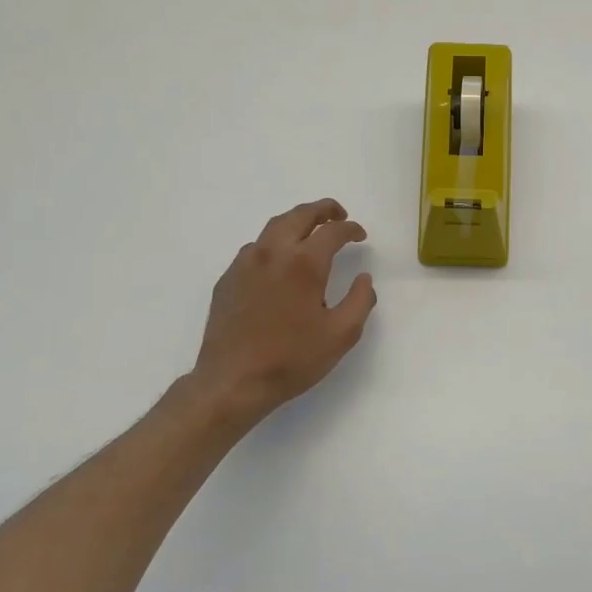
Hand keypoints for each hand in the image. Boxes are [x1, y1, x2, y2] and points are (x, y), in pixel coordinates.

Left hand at [183, 199, 376, 428]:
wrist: (232, 381)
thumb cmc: (291, 359)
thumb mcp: (341, 335)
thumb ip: (360, 301)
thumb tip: (364, 278)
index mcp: (304, 264)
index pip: (332, 231)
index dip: (350, 229)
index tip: (360, 234)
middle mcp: (272, 253)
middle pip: (299, 216)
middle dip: (322, 210)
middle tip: (337, 214)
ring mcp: (245, 264)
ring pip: (273, 228)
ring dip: (296, 222)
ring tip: (310, 232)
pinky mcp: (228, 279)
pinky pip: (254, 248)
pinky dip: (273, 243)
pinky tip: (279, 262)